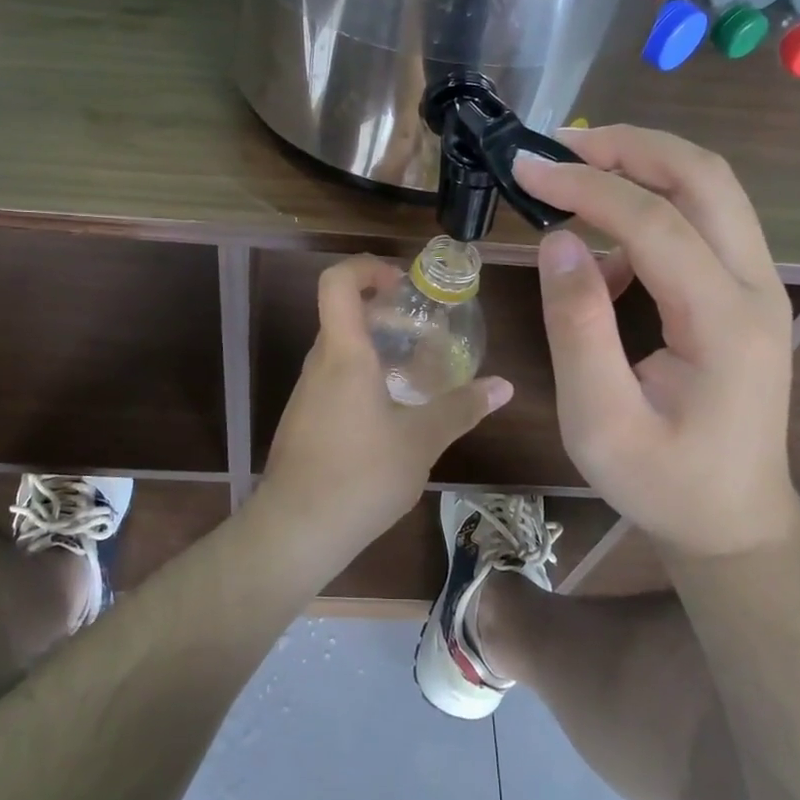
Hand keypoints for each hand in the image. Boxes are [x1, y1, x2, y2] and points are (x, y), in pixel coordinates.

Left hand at [261, 256, 512, 550]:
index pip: (337, 282)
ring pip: (341, 350)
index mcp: (344, 354)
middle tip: (425, 332)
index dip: (367, 268)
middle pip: (343, 314)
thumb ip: (461, 408)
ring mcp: (307, 392)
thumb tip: (504, 386)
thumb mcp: (421, 441)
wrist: (295, 530)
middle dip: (385, 313)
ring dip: (377, 349)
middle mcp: (319, 364)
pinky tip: (393, 413)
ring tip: (418, 373)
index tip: (402, 285)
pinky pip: (335, 379)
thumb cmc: (360, 476)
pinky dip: (364, 378)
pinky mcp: (304, 419)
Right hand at [513, 126, 799, 557]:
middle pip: (705, 178)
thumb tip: (557, 242)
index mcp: (724, 322)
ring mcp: (757, 288)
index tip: (525, 166)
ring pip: (710, 191)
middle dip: (630, 146)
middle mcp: (755, 289)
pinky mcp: (743, 295)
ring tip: (573, 176)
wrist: (733, 522)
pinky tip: (601, 252)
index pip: (655, 221)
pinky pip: (701, 226)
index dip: (586, 185)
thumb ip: (578, 328)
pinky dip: (649, 212)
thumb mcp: (599, 421)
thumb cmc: (663, 483)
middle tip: (561, 143)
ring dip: (643, 167)